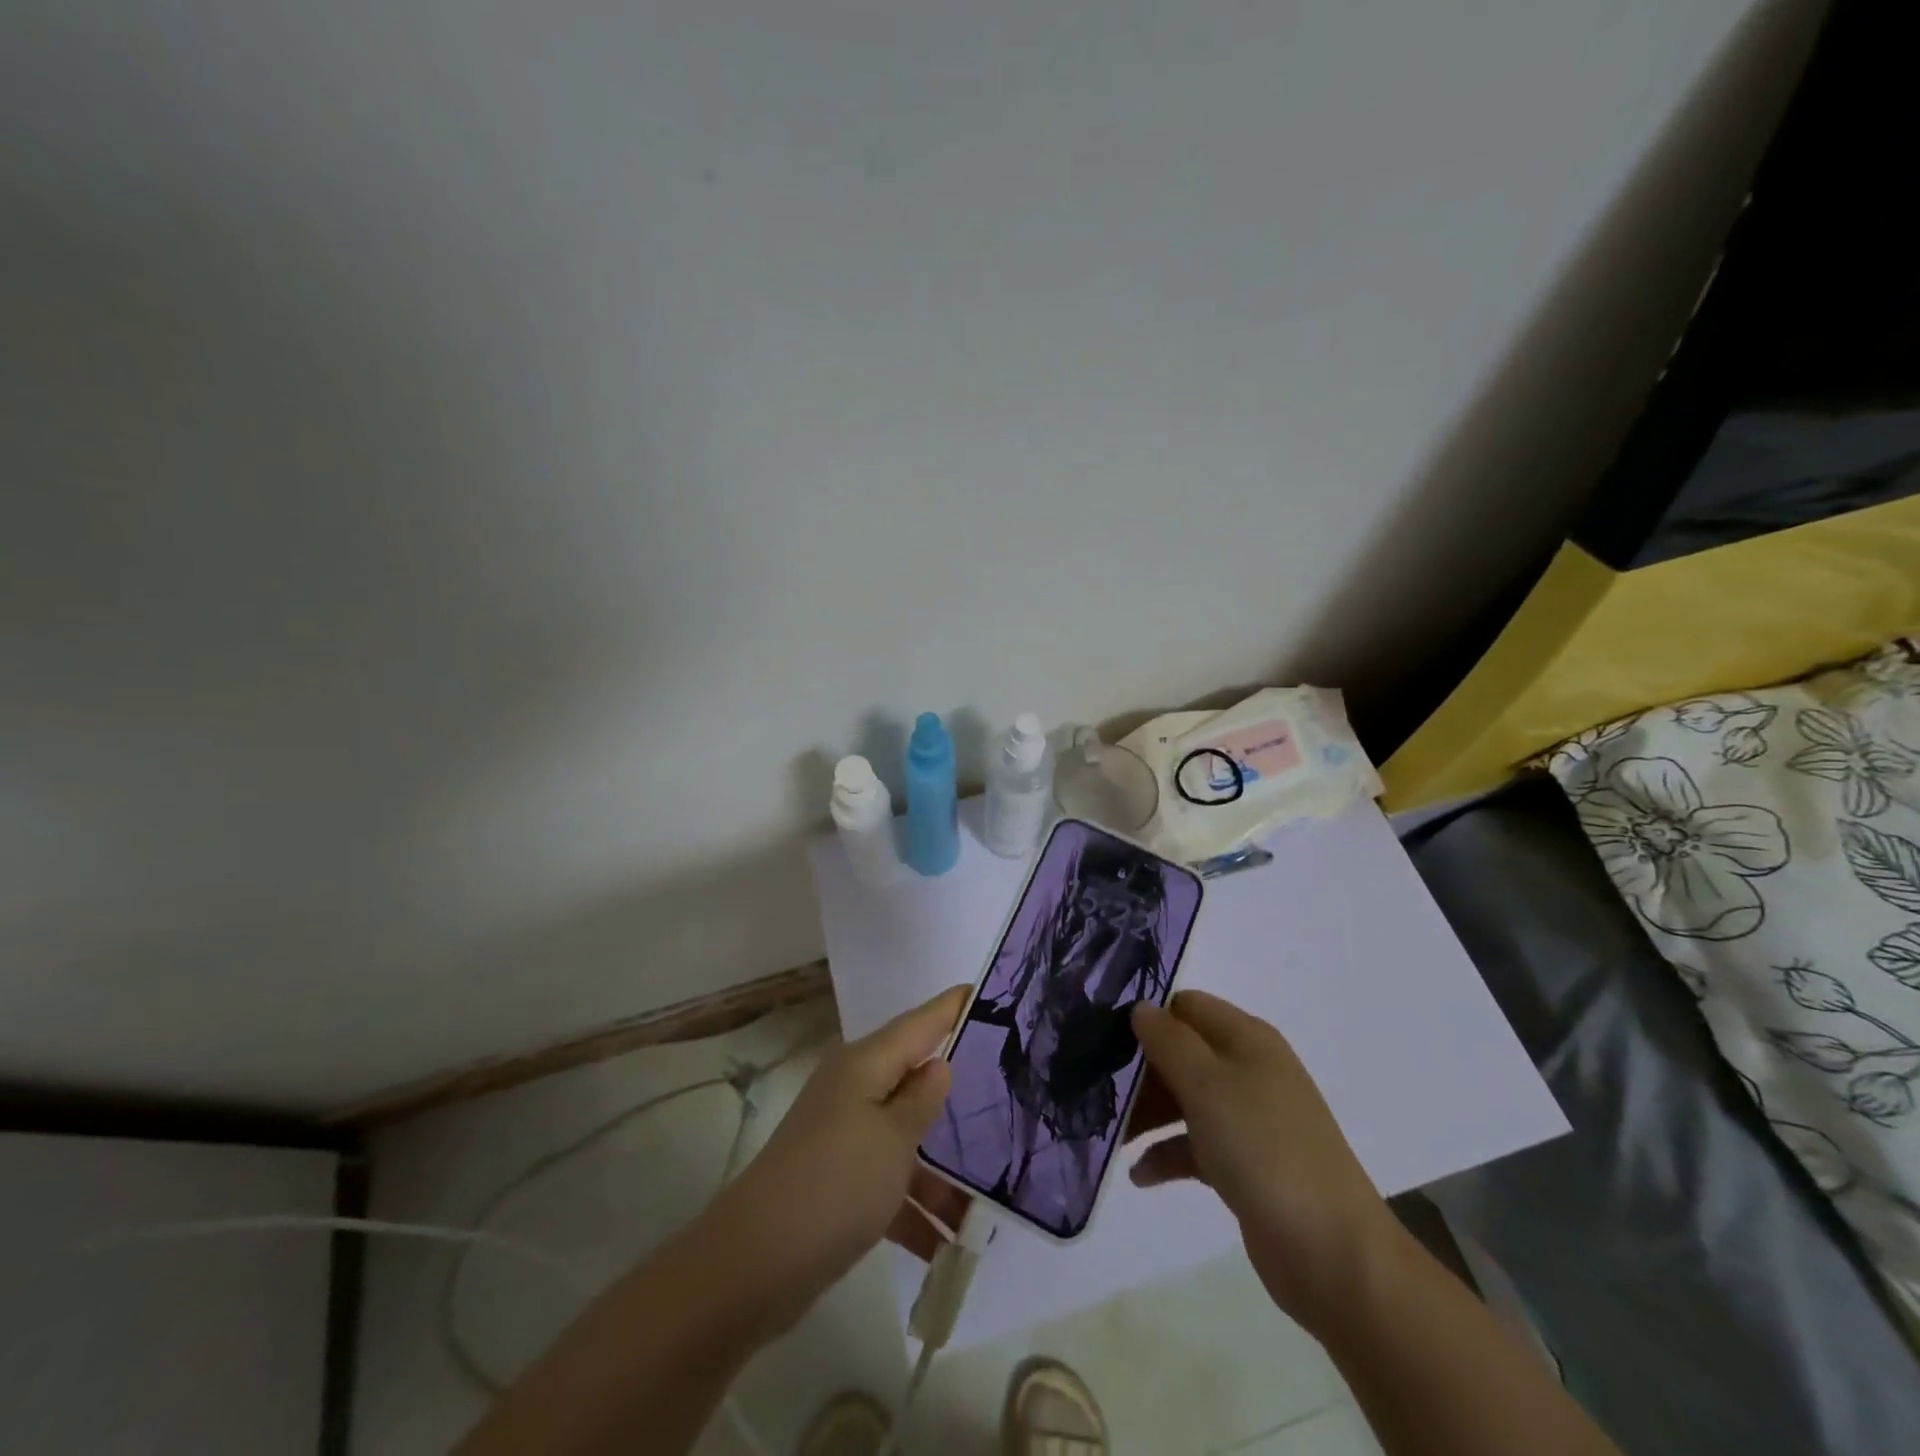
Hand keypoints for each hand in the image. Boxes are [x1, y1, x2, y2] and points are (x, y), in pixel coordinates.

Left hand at [713, 984, 968, 1326]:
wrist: (755, 1264)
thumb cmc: (835, 1183)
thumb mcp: (893, 1138)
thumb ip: (922, 1098)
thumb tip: (939, 1063)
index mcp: (866, 1064)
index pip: (920, 1022)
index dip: (953, 1007)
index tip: (990, 992)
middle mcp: (854, 1089)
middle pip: (916, 1078)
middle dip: (960, 1090)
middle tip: (1012, 1089)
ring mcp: (844, 1136)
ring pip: (906, 1137)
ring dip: (943, 1170)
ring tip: (994, 1198)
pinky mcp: (838, 1182)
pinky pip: (889, 1182)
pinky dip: (916, 1208)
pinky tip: (950, 1245)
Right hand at [1129, 990, 1398, 1331]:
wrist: (1333, 1254)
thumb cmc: (1264, 1150)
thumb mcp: (1207, 1085)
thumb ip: (1169, 1041)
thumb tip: (1141, 1008)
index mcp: (1247, 1039)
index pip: (1187, 1006)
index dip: (1149, 1016)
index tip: (1105, 1039)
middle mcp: (1249, 1070)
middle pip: (1182, 1053)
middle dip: (1142, 1071)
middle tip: (1100, 1092)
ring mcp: (1250, 1119)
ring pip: (1185, 1099)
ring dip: (1148, 1114)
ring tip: (1111, 1137)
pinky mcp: (1246, 1164)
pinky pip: (1196, 1145)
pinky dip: (1167, 1154)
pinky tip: (1140, 1175)